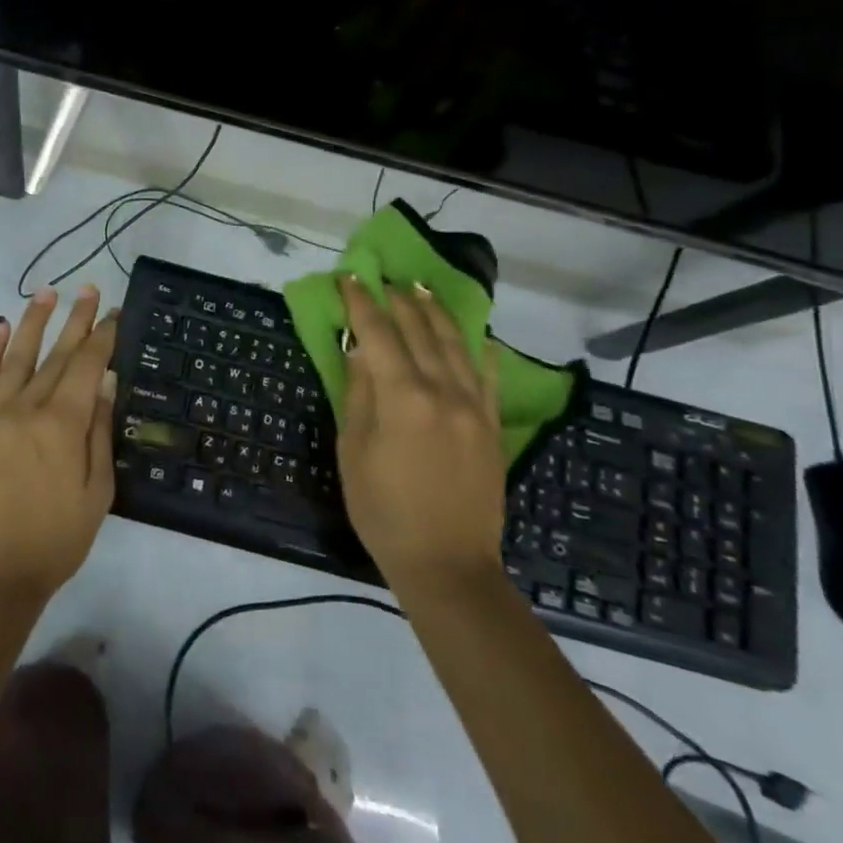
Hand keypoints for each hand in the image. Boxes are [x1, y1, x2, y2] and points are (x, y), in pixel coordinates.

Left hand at [0, 285, 118, 604]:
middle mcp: (27, 407)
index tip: (113, 312)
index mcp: (63, 424)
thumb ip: (100, 432)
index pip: (87, 366)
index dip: (102, 336)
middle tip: (87, 288)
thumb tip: (106, 383)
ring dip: (33, 321)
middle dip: (75, 319)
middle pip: (56, 354)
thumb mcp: (96, 492)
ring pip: (17, 356)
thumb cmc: (55, 540)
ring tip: (47, 293)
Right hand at [336, 276, 505, 590]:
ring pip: (456, 345)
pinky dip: (481, 351)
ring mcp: (474, 406)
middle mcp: (443, 390)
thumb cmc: (383, 510)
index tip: (350, 278)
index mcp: (403, 397)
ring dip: (436, 313)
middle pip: (419, 331)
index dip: (362, 302)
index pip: (378, 333)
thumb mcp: (353, 451)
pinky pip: (488, 377)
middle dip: (398, 300)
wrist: (447, 564)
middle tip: (383, 278)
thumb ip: (359, 394)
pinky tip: (479, 336)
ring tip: (421, 290)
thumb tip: (360, 351)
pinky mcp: (492, 426)